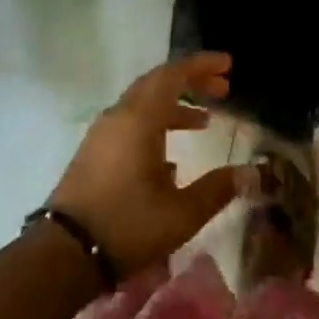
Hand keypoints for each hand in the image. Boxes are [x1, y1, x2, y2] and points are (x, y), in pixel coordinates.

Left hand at [47, 52, 249, 278]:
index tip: (228, 65)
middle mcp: (119, 117)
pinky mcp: (94, 153)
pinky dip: (155, 124)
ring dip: (174, 105)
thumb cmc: (128, 226)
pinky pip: (130, 123)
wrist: (65, 254)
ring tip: (204, 120)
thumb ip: (218, 188)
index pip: (173, 75)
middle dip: (191, 81)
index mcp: (140, 119)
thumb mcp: (182, 213)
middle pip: (157, 83)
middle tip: (222, 87)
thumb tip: (252, 172)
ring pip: (142, 104)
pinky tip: (172, 157)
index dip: (202, 65)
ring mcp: (102, 134)